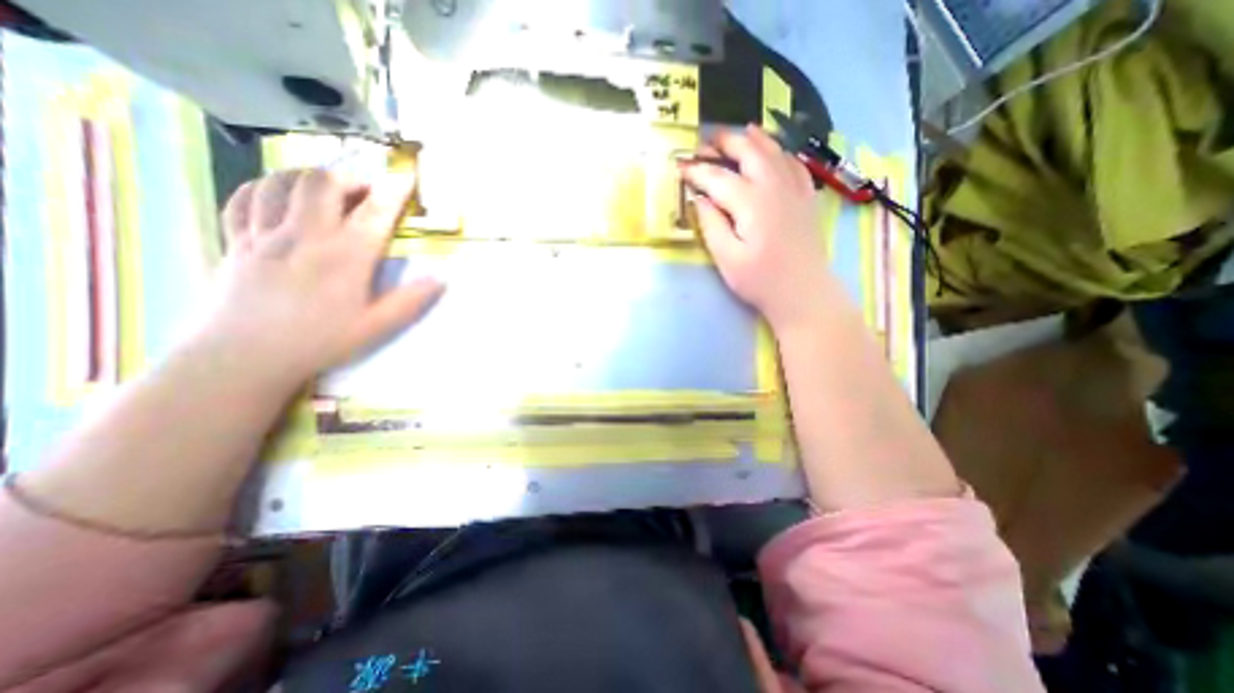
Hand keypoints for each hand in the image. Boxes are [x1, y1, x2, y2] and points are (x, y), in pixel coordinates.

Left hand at [203, 166, 449, 387]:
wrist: (244, 358)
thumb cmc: (319, 342)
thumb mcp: (376, 327)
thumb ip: (410, 301)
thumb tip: (441, 280)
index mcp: (345, 257)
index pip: (375, 212)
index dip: (395, 191)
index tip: (407, 178)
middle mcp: (306, 236)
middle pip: (323, 182)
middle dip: (350, 176)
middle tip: (367, 189)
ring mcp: (265, 235)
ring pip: (281, 181)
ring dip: (309, 176)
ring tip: (327, 188)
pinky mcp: (237, 241)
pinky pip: (245, 198)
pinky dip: (266, 187)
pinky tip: (280, 195)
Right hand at [679, 123, 831, 330]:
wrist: (803, 292)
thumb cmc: (760, 280)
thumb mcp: (727, 259)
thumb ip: (711, 225)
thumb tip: (699, 198)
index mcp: (751, 203)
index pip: (718, 177)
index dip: (697, 171)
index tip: (680, 167)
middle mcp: (774, 186)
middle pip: (748, 152)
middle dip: (725, 142)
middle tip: (706, 142)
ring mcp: (794, 189)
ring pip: (774, 151)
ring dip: (754, 139)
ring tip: (739, 132)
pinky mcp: (806, 197)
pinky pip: (794, 164)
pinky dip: (781, 152)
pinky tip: (775, 152)